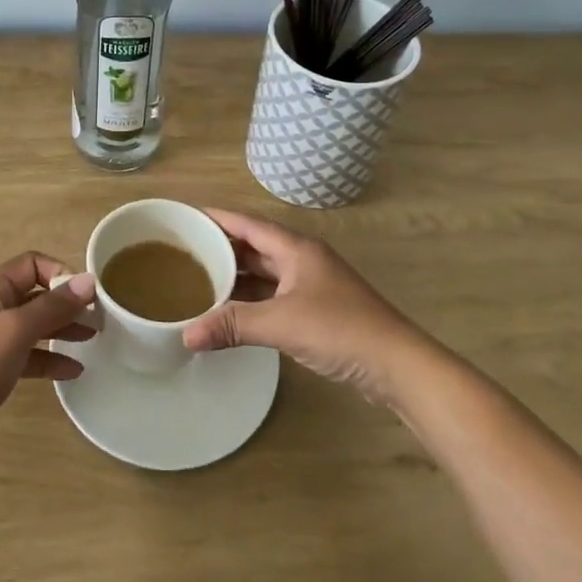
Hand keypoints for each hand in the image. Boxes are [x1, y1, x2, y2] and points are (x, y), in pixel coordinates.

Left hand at [0, 253, 96, 479]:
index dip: (60, 273)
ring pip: (33, 328)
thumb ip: (53, 306)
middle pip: (35, 296)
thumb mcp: (15, 330)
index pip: (31, 265)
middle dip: (67, 303)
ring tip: (94, 339)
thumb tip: (89, 280)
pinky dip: (49, 361)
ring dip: (62, 330)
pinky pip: (27, 358)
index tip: (87, 294)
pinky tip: (73, 371)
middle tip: (100, 318)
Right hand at [182, 208, 429, 403]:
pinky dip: (252, 299)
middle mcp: (303, 259)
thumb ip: (233, 325)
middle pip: (255, 245)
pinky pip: (274, 294)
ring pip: (266, 272)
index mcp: (296, 248)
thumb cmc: (340, 329)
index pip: (248, 224)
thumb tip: (186, 334)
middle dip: (222, 247)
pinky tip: (232, 311)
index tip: (186, 217)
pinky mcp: (319, 310)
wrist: (397, 364)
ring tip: (200, 280)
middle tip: (184, 252)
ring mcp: (313, 285)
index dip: (217, 218)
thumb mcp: (281, 324)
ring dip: (237, 275)